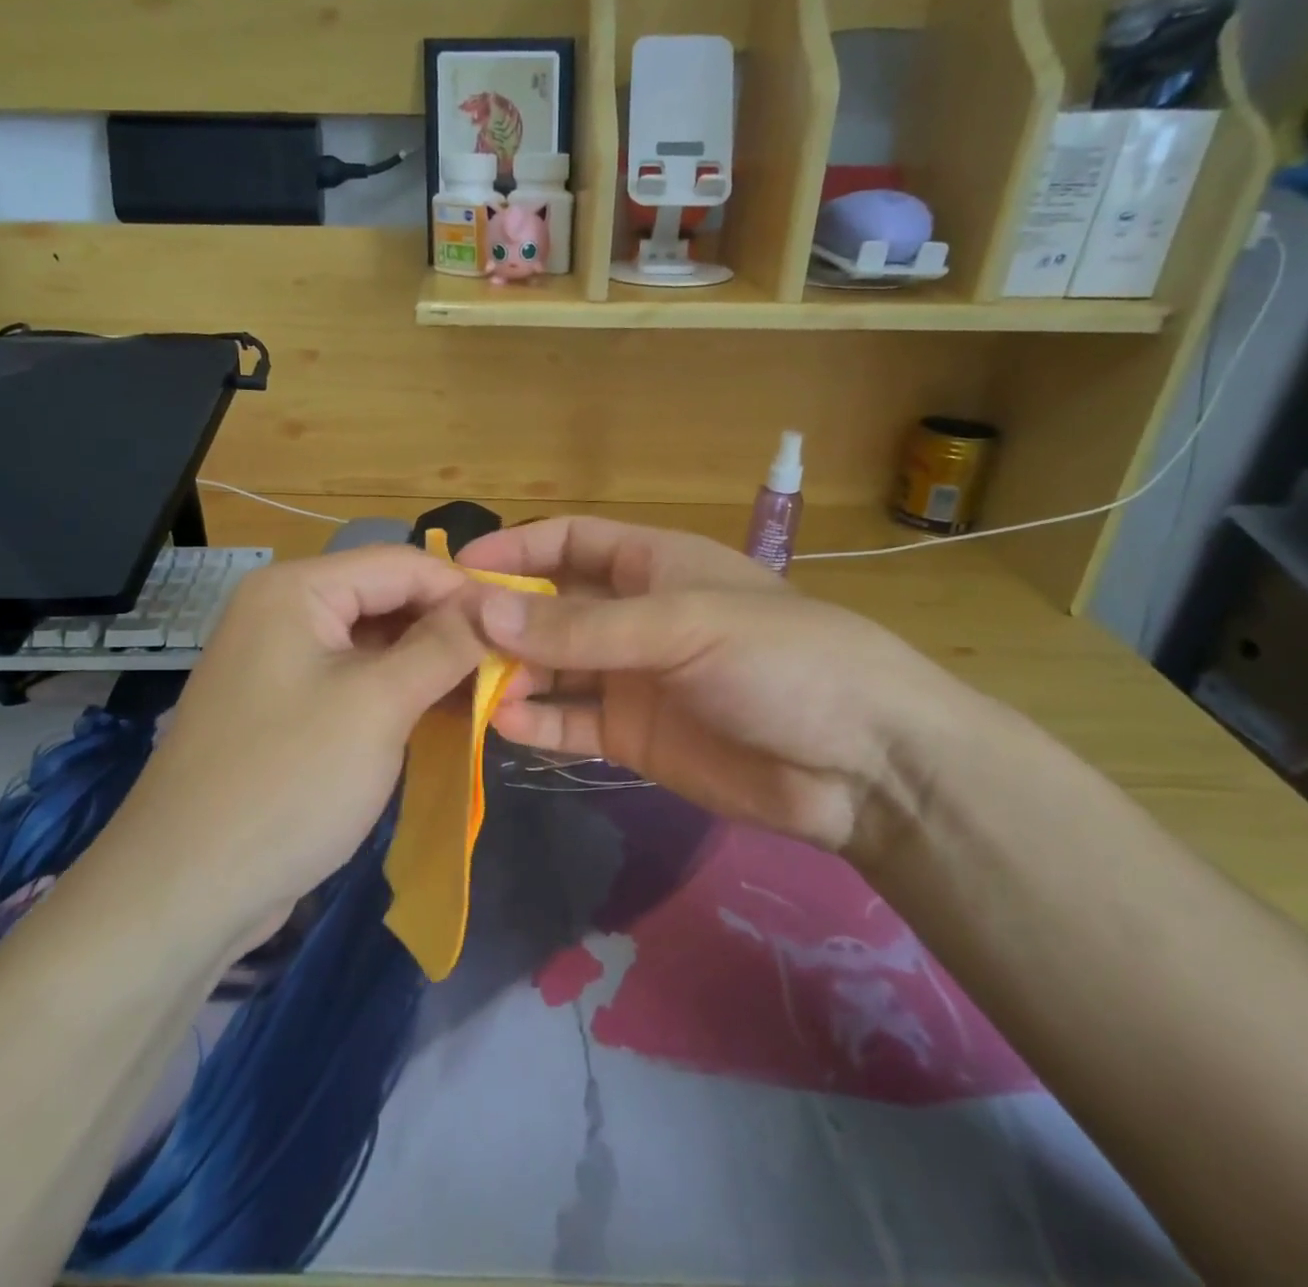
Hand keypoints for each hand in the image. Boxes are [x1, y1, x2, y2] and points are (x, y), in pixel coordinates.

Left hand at [121, 545, 485, 936]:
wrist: (186, 890)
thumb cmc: (289, 782)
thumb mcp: (380, 704)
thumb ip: (444, 645)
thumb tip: (494, 608)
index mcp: (297, 590)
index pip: (402, 563)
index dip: (465, 590)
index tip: (522, 628)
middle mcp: (284, 612)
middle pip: (387, 599)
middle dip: (449, 629)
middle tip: (511, 667)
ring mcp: (282, 662)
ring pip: (376, 643)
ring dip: (430, 664)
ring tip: (489, 693)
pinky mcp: (286, 707)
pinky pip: (355, 680)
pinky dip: (400, 692)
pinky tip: (442, 715)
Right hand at [457, 517, 971, 854]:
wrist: (863, 765)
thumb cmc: (781, 661)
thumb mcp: (681, 627)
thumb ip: (582, 626)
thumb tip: (483, 609)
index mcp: (653, 565)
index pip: (569, 542)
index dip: (514, 550)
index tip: (456, 570)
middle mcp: (635, 617)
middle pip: (551, 607)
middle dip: (502, 618)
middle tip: (444, 639)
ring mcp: (633, 679)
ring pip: (554, 667)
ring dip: (511, 673)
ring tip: (465, 686)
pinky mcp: (635, 737)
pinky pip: (572, 723)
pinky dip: (537, 723)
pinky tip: (503, 725)